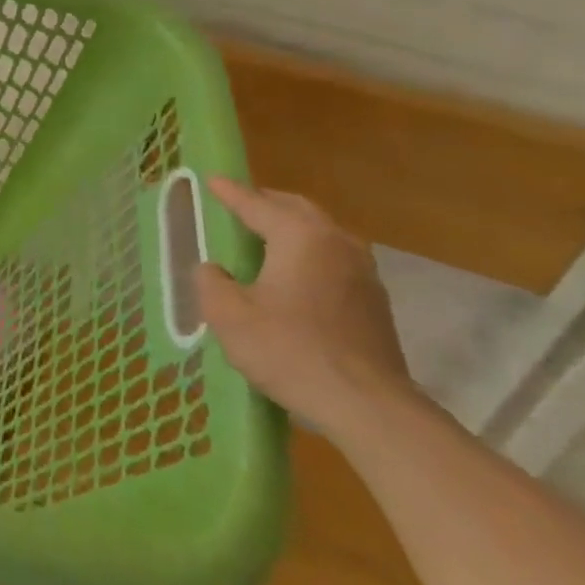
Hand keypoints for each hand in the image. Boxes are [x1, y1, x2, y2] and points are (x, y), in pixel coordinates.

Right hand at [195, 177, 416, 440]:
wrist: (367, 405)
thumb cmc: (290, 351)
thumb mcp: (229, 316)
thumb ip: (211, 282)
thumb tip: (213, 269)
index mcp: (300, 237)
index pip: (257, 204)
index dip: (230, 193)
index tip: (212, 179)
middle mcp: (336, 243)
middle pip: (297, 209)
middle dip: (265, 202)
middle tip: (238, 204)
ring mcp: (362, 271)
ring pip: (321, 232)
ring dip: (291, 227)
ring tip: (264, 236)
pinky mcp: (373, 301)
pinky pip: (333, 258)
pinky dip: (308, 252)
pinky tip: (293, 274)